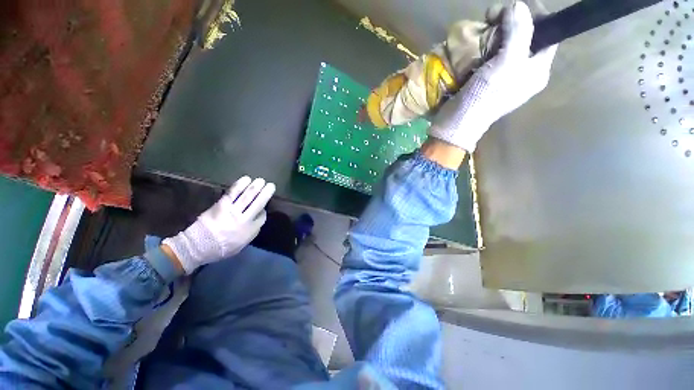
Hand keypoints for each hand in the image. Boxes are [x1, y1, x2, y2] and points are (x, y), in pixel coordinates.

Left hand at [162, 176, 275, 273]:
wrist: (199, 245)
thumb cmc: (223, 247)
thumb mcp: (243, 243)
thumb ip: (253, 230)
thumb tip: (259, 216)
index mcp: (250, 230)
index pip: (262, 217)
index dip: (264, 211)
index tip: (263, 209)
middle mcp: (244, 219)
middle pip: (258, 203)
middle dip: (265, 193)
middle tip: (271, 185)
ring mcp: (232, 211)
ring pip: (247, 196)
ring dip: (255, 187)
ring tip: (261, 180)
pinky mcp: (221, 204)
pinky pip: (233, 192)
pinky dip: (241, 185)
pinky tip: (246, 179)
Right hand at [428, 1, 557, 151]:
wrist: (456, 123)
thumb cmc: (485, 97)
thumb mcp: (507, 63)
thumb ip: (519, 31)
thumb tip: (518, 5)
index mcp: (537, 70)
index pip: (546, 34)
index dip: (534, 16)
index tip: (513, 8)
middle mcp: (523, 71)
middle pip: (524, 37)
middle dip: (509, 23)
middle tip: (491, 17)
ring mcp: (503, 76)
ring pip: (505, 44)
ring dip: (493, 33)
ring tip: (480, 28)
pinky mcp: (485, 79)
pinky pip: (489, 55)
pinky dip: (482, 46)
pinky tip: (474, 43)